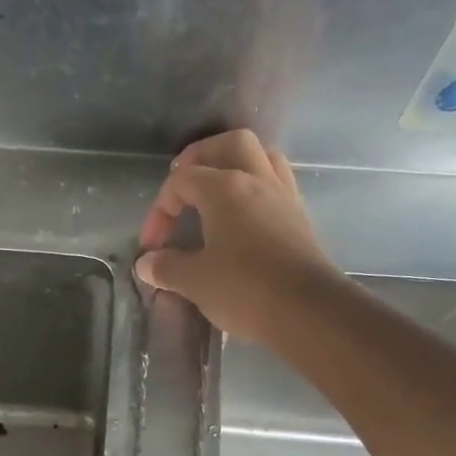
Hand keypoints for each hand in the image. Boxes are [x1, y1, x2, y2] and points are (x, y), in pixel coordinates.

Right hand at [135, 130, 341, 344]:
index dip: (159, 210)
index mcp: (225, 188)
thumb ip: (167, 268)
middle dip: (202, 157)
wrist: (308, 311)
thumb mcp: (195, 281)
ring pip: (261, 157)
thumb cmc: (245, 289)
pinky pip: (277, 184)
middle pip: (229, 144)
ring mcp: (283, 196)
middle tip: (184, 182)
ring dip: (236, 165)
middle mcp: (257, 180)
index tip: (152, 246)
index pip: (182, 180)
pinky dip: (257, 188)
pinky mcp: (300, 217)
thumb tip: (146, 264)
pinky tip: (246, 215)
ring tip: (218, 190)